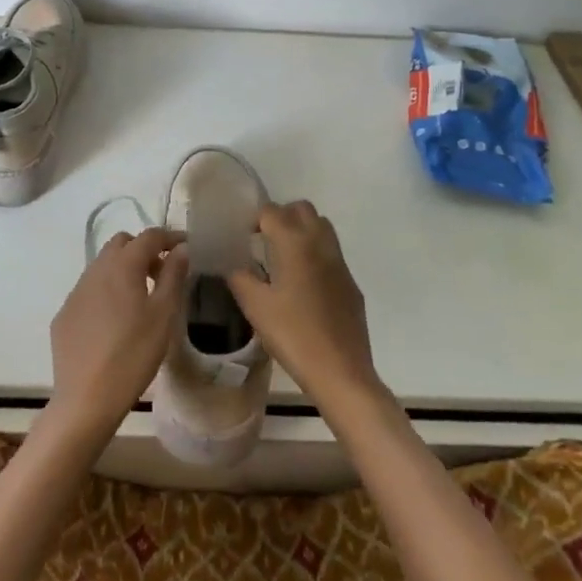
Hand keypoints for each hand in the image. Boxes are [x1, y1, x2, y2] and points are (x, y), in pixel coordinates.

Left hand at [48, 227, 187, 443]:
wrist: (86, 398)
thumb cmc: (134, 354)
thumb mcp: (164, 314)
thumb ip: (173, 275)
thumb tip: (181, 249)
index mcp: (122, 265)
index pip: (149, 236)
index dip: (170, 237)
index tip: (186, 247)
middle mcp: (95, 270)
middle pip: (121, 243)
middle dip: (143, 250)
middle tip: (162, 273)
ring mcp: (75, 291)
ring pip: (102, 265)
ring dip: (123, 269)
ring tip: (141, 298)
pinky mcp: (64, 314)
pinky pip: (89, 290)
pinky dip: (106, 291)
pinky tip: (115, 321)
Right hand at [226, 201, 383, 416]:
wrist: (340, 371)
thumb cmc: (293, 335)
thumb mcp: (255, 306)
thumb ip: (239, 277)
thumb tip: (231, 263)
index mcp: (295, 243)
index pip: (272, 211)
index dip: (253, 218)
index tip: (240, 235)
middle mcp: (321, 244)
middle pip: (302, 209)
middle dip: (280, 216)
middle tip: (261, 239)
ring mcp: (340, 263)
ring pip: (321, 227)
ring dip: (301, 230)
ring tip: (281, 257)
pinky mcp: (350, 283)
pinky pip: (331, 253)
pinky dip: (314, 254)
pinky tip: (302, 285)